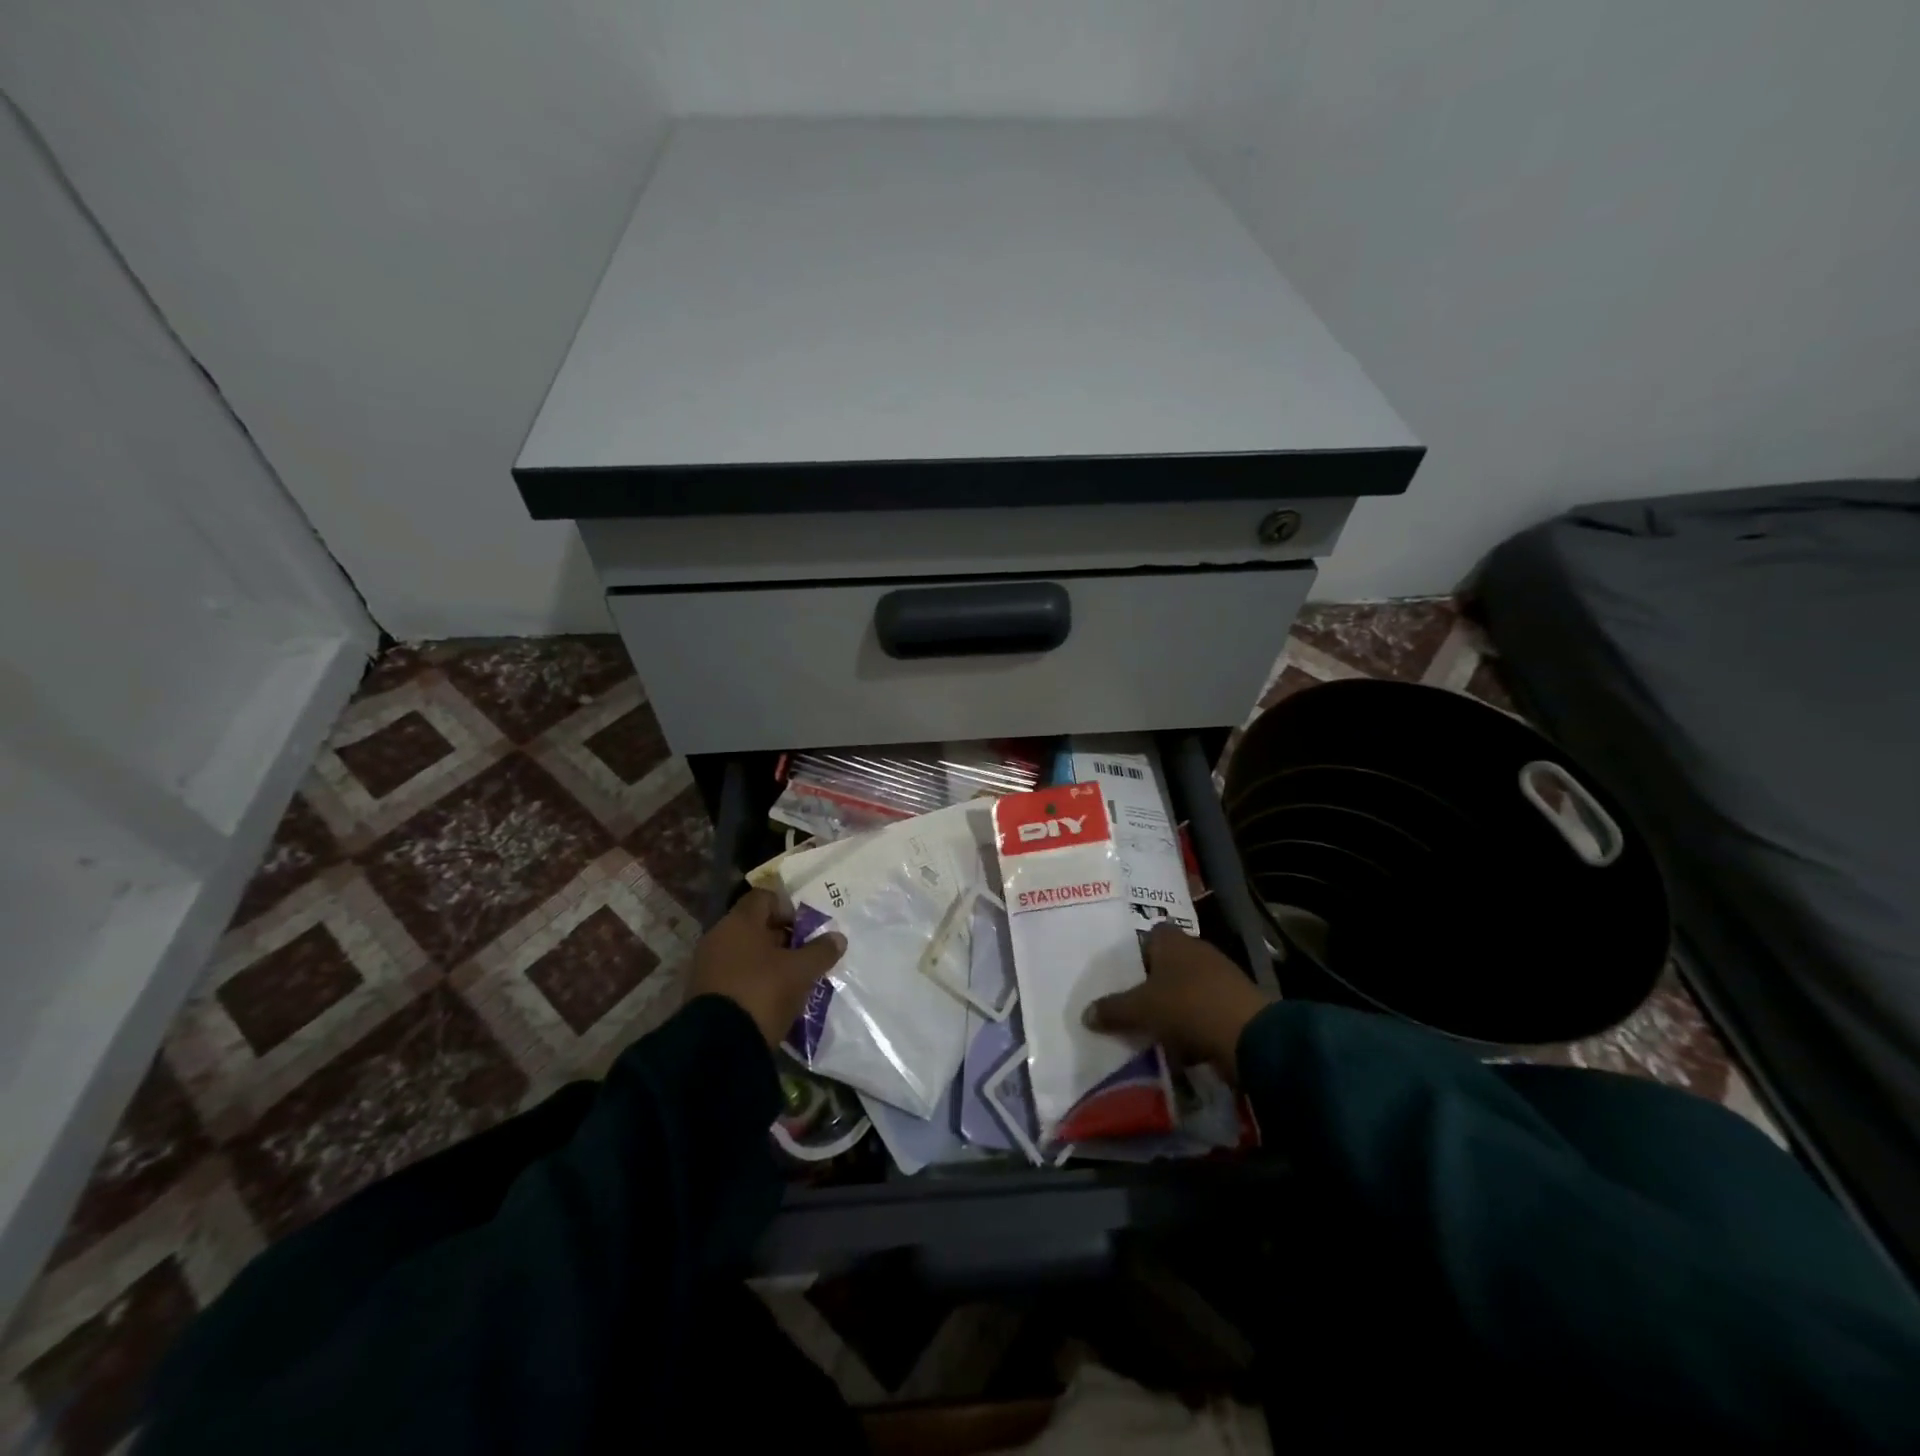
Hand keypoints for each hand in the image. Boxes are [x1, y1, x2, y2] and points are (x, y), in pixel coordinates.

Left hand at [688, 889, 846, 1048]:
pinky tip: (769, 1000)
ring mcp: (706, 965)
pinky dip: (752, 981)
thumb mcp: (801, 971)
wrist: (717, 1046)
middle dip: (781, 938)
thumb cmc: (762, 992)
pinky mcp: (702, 993)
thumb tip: (837, 937)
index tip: (805, 929)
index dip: (788, 908)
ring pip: (744, 953)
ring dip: (767, 962)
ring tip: (791, 981)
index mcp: (739, 922)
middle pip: (754, 926)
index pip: (764, 897)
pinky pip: (733, 976)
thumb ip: (821, 951)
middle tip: (804, 956)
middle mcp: (718, 936)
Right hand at [1084, 925, 1275, 1081]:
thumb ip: (1112, 1010)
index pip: (1150, 934)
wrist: (1249, 1036)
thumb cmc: (1187, 1007)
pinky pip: (1204, 1009)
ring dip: (1173, 1006)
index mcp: (1173, 941)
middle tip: (1131, 1005)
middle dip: (1152, 984)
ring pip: (1186, 988)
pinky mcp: (1235, 1002)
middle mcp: (1197, 950)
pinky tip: (1181, 1046)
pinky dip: (1193, 1024)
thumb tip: (1085, 1013)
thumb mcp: (1140, 1010)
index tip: (1122, 975)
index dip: (1135, 953)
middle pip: (1167, 963)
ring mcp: (1220, 975)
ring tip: (1152, 1029)